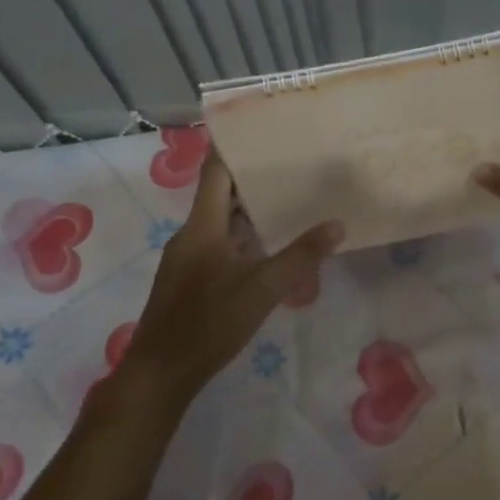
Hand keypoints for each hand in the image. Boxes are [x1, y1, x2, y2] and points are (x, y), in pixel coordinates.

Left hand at [110, 153, 341, 403]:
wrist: (162, 372)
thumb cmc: (209, 322)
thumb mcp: (262, 288)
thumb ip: (300, 256)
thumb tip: (337, 224)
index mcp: (202, 227)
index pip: (214, 172)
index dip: (232, 147)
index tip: (257, 127)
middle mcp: (192, 235)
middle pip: (219, 195)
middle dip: (251, 178)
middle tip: (290, 162)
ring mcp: (189, 259)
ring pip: (221, 222)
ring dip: (249, 210)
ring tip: (288, 197)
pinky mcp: (191, 280)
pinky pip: (220, 245)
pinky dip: (244, 237)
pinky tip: (270, 245)